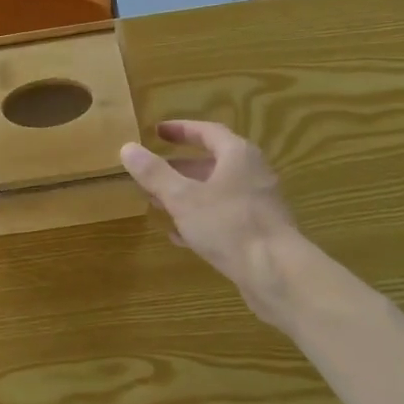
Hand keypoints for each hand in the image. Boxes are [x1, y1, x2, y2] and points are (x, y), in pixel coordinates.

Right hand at [120, 121, 303, 321]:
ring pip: (216, 192)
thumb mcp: (183, 198)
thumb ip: (155, 173)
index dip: (180, 130)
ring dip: (187, 195)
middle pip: (212, 163)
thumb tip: (127, 148)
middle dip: (179, 168)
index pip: (207, 132)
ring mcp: (257, 204)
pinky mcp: (258, 231)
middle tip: (151, 173)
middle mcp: (252, 174)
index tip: (157, 132)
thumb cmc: (228, 225)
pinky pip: (223, 218)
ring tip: (157, 203)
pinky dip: (200, 220)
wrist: (276, 272)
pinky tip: (179, 235)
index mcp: (238, 156)